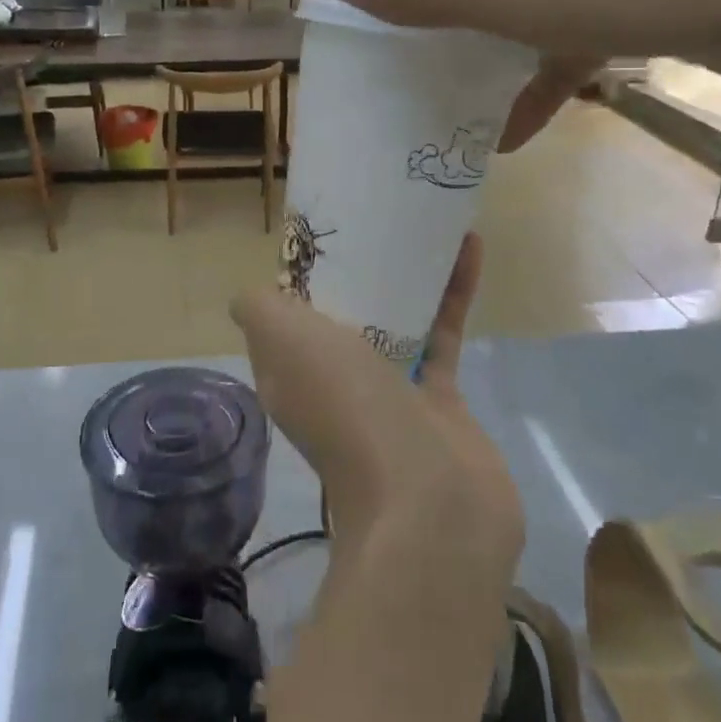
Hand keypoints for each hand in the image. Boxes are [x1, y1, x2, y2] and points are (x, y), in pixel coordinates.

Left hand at [230, 233, 522, 594]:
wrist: (430, 504)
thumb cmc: (348, 407)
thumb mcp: (284, 342)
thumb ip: (259, 310)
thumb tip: (250, 295)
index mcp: (290, 370)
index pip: (286, 315)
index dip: (299, 275)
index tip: (321, 232)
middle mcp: (334, 382)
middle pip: (342, 315)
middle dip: (356, 268)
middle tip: (377, 217)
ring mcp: (389, 394)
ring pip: (393, 321)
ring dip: (407, 276)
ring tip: (422, 223)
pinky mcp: (440, 400)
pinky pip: (442, 334)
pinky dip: (452, 293)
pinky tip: (469, 248)